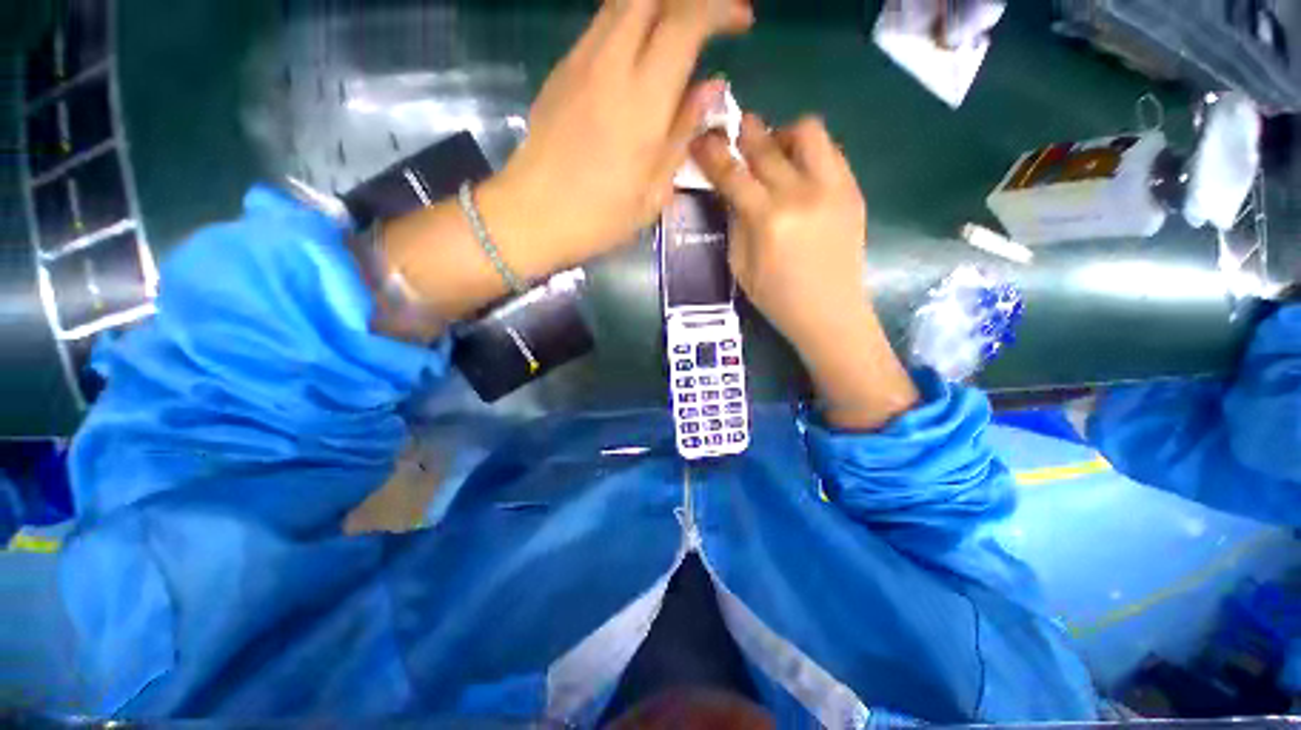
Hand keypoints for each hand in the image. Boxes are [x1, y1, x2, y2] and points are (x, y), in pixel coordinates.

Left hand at [479, 0, 753, 276]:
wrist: (531, 216)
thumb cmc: (599, 217)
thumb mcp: (654, 191)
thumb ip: (683, 133)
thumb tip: (711, 89)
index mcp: (642, 100)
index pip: (686, 21)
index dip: (720, 9)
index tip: (742, 21)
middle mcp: (610, 64)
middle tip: (709, 21)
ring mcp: (580, 62)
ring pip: (622, 3)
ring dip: (657, 7)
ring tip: (679, 37)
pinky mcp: (561, 70)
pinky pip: (602, 27)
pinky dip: (630, 25)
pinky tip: (641, 58)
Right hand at [691, 114, 868, 354]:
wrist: (830, 312)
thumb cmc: (777, 298)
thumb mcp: (740, 266)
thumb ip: (734, 222)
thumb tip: (731, 190)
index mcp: (767, 219)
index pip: (732, 174)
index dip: (711, 153)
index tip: (699, 139)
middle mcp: (800, 194)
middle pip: (766, 144)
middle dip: (744, 131)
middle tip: (734, 130)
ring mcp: (833, 187)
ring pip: (808, 131)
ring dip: (783, 135)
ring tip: (775, 153)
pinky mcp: (853, 190)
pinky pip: (830, 150)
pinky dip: (809, 152)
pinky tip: (800, 172)